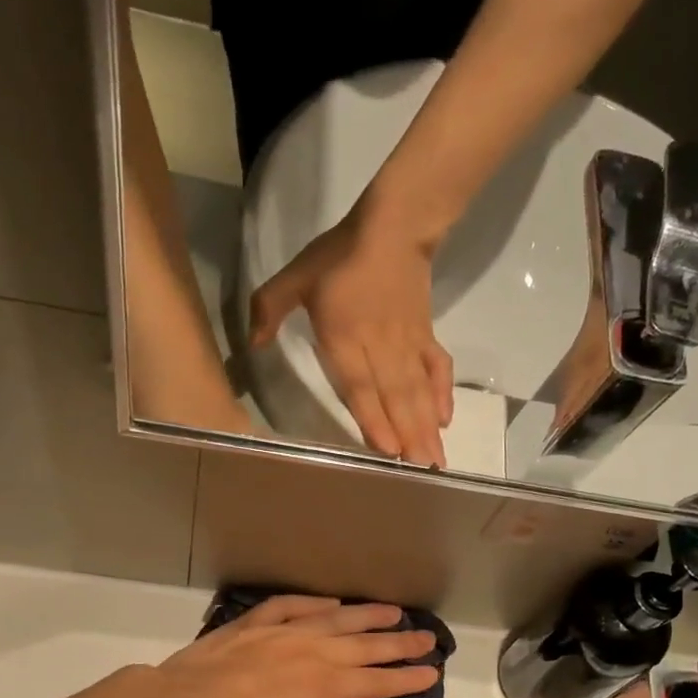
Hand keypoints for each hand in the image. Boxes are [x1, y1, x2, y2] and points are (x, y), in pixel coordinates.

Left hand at [156, 596, 442, 697]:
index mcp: (327, 686)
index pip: (380, 680)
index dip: (408, 678)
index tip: (434, 673)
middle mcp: (313, 651)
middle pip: (366, 645)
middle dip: (400, 643)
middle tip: (430, 638)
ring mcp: (282, 632)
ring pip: (336, 619)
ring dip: (368, 615)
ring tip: (395, 611)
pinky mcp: (252, 624)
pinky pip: (292, 605)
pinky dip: (316, 602)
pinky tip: (331, 602)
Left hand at [248, 203, 454, 468]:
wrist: (394, 225)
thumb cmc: (339, 255)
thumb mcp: (295, 276)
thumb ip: (269, 309)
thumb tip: (253, 345)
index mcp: (345, 336)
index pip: (360, 384)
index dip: (373, 418)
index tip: (387, 450)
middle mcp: (380, 347)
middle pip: (395, 397)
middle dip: (408, 436)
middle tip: (421, 472)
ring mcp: (407, 343)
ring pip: (417, 390)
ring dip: (425, 426)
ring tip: (434, 460)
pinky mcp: (426, 335)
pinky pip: (436, 368)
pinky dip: (442, 394)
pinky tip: (444, 420)